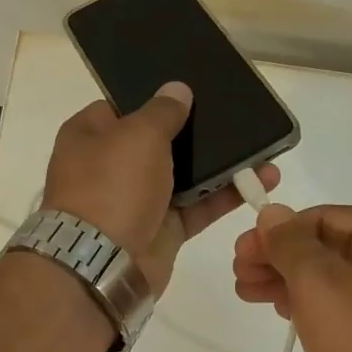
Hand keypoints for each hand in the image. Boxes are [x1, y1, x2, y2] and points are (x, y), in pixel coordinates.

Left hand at [43, 81, 278, 296]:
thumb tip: (177, 89)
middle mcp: (112, 166)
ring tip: (259, 145)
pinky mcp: (164, 229)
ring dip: (220, 163)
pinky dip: (227, 194)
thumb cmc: (112, 184)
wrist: (104, 262)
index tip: (191, 90)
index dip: (154, 99)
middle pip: (159, 141)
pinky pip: (200, 205)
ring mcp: (139, 199)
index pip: (122, 107)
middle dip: (194, 131)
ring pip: (185, 174)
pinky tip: (261, 177)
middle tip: (234, 114)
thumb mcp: (138, 134)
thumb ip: (163, 110)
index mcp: (90, 136)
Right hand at [234, 204, 351, 351]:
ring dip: (290, 283)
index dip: (275, 234)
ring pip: (334, 279)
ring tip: (249, 294)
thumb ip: (291, 243)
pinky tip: (285, 313)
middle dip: (279, 259)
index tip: (239, 256)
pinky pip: (346, 307)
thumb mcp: (321, 285)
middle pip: (328, 247)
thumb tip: (273, 212)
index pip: (322, 218)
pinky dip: (313, 306)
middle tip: (239, 277)